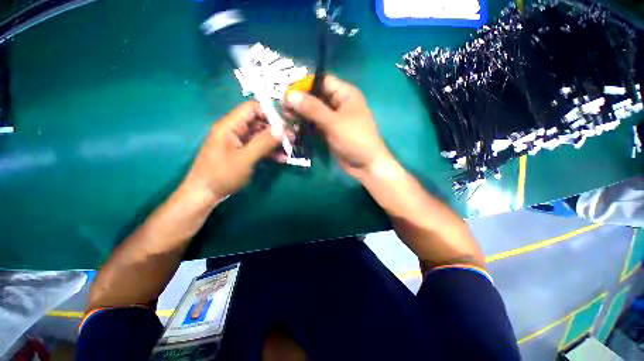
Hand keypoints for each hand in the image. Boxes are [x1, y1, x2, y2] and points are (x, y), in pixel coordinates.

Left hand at [183, 101, 282, 203]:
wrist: (205, 193)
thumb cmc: (222, 175)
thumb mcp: (245, 159)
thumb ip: (263, 142)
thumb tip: (282, 128)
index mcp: (230, 125)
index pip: (252, 108)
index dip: (270, 113)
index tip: (286, 124)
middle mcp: (235, 130)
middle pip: (259, 122)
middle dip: (276, 129)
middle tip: (293, 138)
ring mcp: (239, 142)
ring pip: (261, 135)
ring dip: (275, 142)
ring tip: (290, 148)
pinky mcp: (242, 152)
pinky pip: (259, 147)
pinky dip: (270, 151)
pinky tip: (282, 158)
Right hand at [283, 75, 391, 178]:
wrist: (366, 165)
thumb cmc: (354, 139)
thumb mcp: (334, 122)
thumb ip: (312, 108)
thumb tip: (290, 95)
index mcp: (345, 94)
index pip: (322, 81)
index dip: (304, 85)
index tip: (286, 93)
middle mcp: (339, 104)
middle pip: (316, 97)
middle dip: (300, 102)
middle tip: (283, 109)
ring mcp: (334, 119)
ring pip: (314, 112)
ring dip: (301, 115)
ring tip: (285, 119)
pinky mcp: (330, 132)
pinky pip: (315, 125)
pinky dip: (305, 126)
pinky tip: (293, 129)